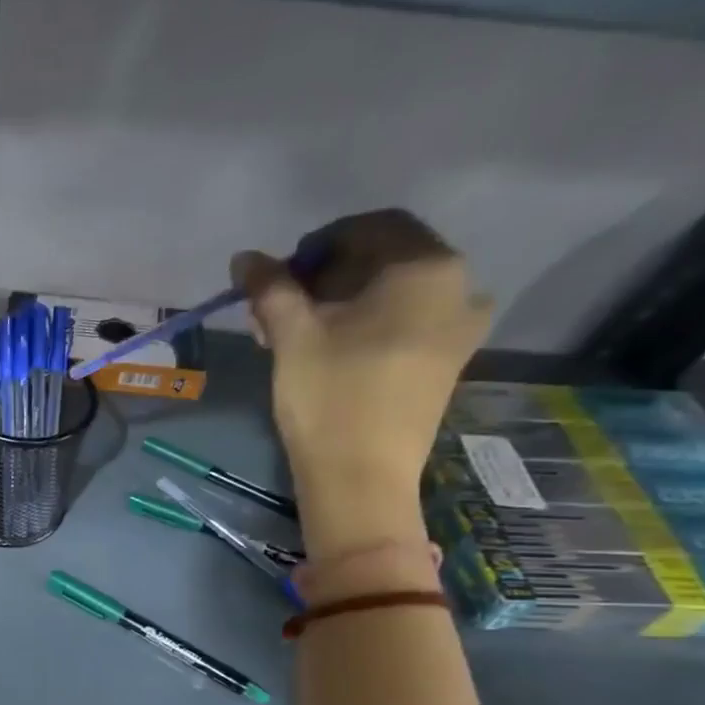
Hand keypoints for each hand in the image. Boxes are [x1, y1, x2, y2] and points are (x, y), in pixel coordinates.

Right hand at [233, 210, 490, 553]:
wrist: (361, 477)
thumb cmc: (329, 397)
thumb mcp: (292, 336)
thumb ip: (270, 287)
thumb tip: (244, 257)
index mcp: (426, 267)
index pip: (372, 227)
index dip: (319, 244)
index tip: (279, 276)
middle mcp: (459, 285)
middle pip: (386, 258)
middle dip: (329, 275)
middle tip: (282, 308)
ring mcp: (460, 326)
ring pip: (395, 292)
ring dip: (345, 301)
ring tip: (300, 333)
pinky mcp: (448, 360)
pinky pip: (408, 321)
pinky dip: (369, 323)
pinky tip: (334, 349)